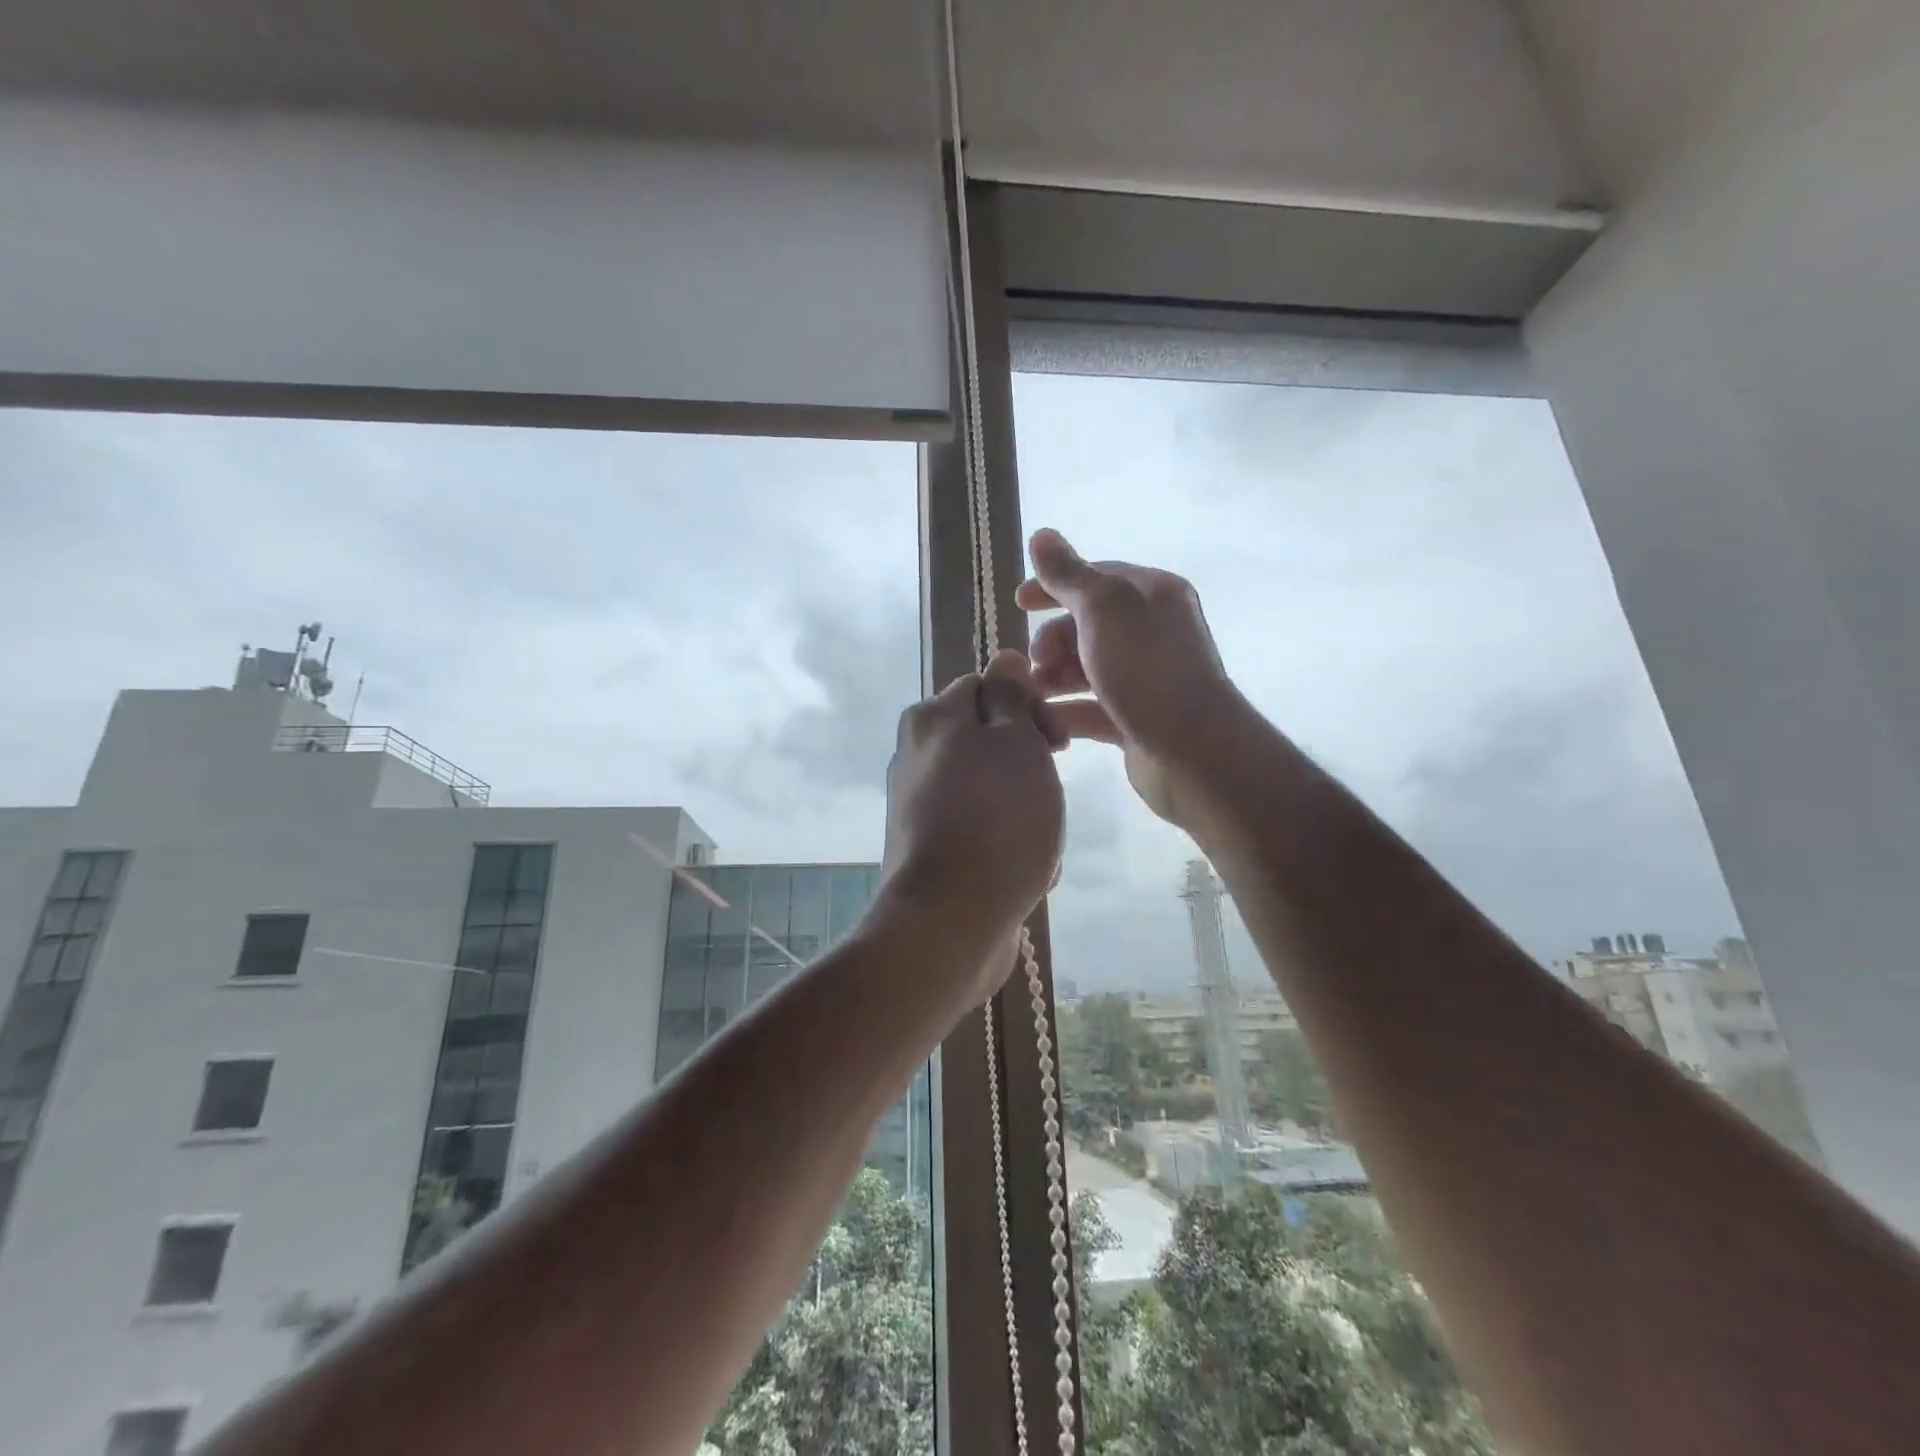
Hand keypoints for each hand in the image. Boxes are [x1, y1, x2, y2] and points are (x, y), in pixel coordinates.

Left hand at [879, 650, 1065, 997]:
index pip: (988, 687)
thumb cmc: (997, 821)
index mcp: (932, 719)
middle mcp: (916, 754)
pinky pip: (981, 831)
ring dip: (1025, 812)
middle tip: (1048, 799)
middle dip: (1029, 768)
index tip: (1058, 746)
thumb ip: (1010, 696)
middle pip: (990, 741)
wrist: (951, 922)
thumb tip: (1004, 658)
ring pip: (993, 791)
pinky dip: (1006, 845)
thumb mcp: (1016, 742)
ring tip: (1038, 845)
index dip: (1029, 709)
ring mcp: (918, 804)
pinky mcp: (928, 848)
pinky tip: (1024, 873)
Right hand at [1016, 528, 1253, 828]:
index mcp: (1152, 595)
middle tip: (1033, 662)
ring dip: (1053, 677)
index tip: (1017, 603)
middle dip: (1052, 639)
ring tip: (1031, 694)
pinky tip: (1040, 721)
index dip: (1053, 586)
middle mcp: (1152, 632)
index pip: (1096, 578)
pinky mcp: (1135, 721)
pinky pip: (1090, 710)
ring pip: (1086, 669)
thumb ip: (1068, 575)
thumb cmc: (1146, 669)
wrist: (1193, 751)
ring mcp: (1144, 679)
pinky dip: (1064, 712)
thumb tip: (1041, 535)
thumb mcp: (1103, 608)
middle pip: (1086, 625)